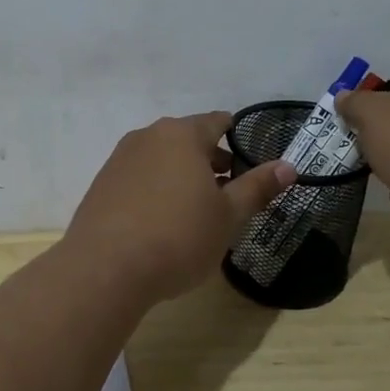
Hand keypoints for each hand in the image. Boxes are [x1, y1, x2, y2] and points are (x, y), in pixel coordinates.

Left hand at [65, 112, 295, 303]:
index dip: (237, 138)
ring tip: (196, 210)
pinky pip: (139, 178)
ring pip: (161, 159)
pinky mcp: (101, 185)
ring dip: (182, 176)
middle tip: (229, 192)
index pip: (217, 122)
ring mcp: (120, 159)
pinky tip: (161, 222)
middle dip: (210, 161)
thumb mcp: (227, 216)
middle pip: (187, 139)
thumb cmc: (178, 237)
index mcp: (182, 135)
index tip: (249, 160)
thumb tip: (288, 165)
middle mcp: (148, 137)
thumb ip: (257, 187)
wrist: (105, 268)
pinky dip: (156, 189)